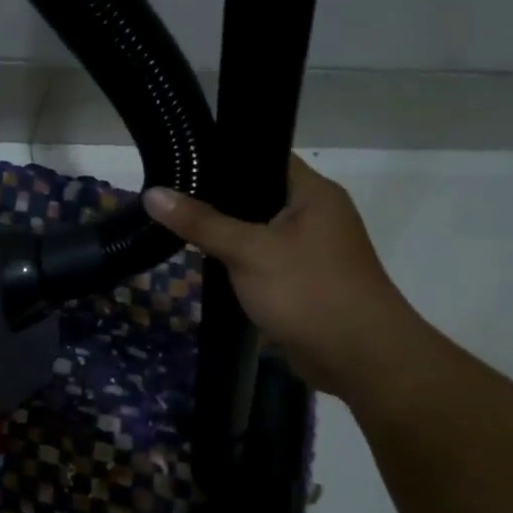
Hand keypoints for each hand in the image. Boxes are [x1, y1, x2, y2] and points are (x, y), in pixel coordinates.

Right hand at [145, 156, 426, 397]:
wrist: (359, 357)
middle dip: (215, 197)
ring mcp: (309, 249)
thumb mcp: (249, 251)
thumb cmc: (308, 291)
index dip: (225, 155)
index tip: (181, 158)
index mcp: (313, 193)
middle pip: (256, 194)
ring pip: (256, 230)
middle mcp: (315, 214)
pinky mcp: (300, 280)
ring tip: (175, 223)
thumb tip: (152, 194)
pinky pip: (261, 259)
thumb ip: (201, 223)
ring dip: (224, 232)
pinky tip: (203, 262)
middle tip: (168, 193)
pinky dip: (236, 260)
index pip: (265, 156)